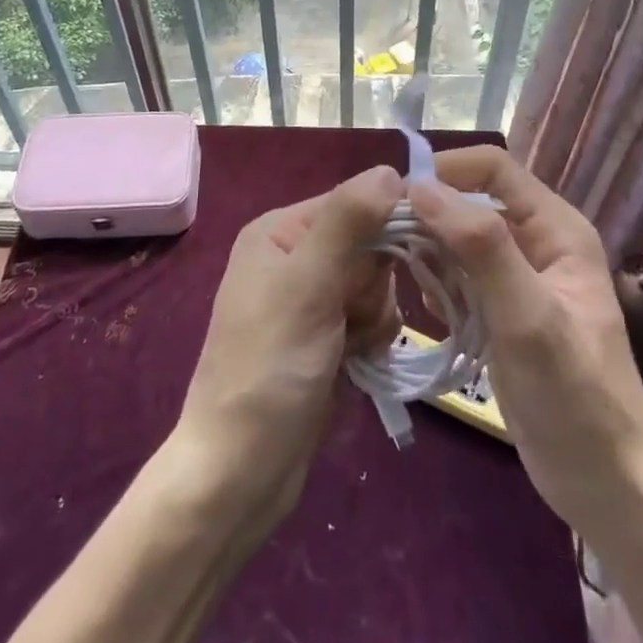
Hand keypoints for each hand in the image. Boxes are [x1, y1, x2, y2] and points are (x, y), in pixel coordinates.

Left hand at [173, 165, 402, 521]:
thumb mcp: (307, 286)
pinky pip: (370, 317)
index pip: (355, 202)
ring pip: (377, 284)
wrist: (240, 473)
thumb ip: (348, 222)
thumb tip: (389, 169)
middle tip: (353, 318)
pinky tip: (357, 364)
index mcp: (280, 230)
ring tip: (352, 348)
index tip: (402, 263)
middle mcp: (294, 256)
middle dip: (375, 284)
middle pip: (370, 244)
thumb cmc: (269, 369)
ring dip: (375, 316)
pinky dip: (372, 338)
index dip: (385, 228)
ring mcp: (310, 298)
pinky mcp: (325, 336)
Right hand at [408, 147, 642, 538]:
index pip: (493, 167)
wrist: (606, 485)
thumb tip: (421, 187)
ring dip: (430, 252)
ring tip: (404, 280)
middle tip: (387, 243)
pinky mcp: (503, 311)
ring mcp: (519, 278)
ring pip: (460, 240)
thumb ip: (480, 247)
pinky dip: (439, 285)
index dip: (446, 171)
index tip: (398, 197)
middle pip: (471, 202)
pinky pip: (461, 277)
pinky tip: (430, 313)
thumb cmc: (574, 396)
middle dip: (430, 215)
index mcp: (555, 228)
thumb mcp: (528, 316)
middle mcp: (537, 242)